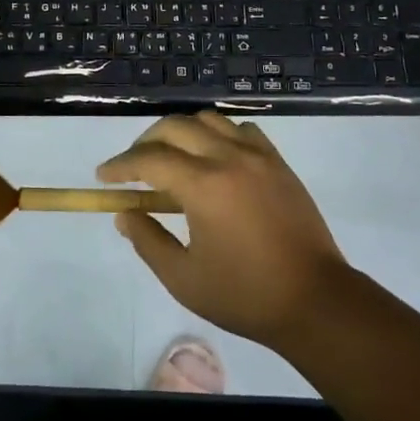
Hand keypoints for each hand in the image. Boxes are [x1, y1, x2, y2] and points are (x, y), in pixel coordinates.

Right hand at [97, 112, 348, 348]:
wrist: (315, 300)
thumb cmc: (245, 295)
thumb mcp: (184, 278)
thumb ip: (148, 241)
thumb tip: (125, 214)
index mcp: (204, 186)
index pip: (149, 159)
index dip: (121, 165)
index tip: (103, 176)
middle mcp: (229, 158)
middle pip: (175, 127)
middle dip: (146, 142)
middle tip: (133, 166)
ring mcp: (258, 156)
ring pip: (209, 120)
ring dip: (182, 132)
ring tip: (172, 157)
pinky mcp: (278, 163)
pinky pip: (242, 130)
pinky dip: (219, 134)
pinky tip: (214, 158)